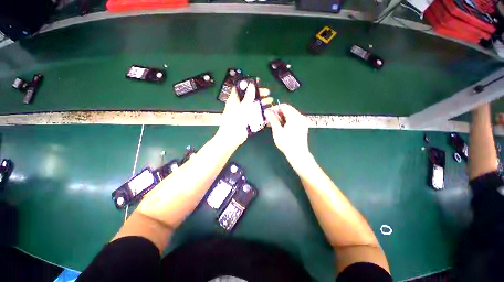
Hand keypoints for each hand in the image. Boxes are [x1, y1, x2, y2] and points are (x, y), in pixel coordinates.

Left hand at [216, 84, 269, 147]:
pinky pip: (255, 113)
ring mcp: (244, 113)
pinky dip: (261, 111)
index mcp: (234, 100)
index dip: (248, 85)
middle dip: (259, 94)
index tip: (258, 83)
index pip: (241, 89)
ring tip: (270, 101)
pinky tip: (268, 110)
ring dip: (262, 102)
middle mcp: (239, 105)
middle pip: (250, 97)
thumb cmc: (234, 121)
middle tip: (268, 93)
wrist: (232, 138)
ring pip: (254, 105)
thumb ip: (247, 97)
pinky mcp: (248, 119)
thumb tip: (251, 85)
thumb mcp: (242, 107)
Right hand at [264, 104, 309, 162]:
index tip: (267, 113)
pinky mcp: (302, 127)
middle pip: (288, 110)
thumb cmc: (286, 143)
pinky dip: (286, 120)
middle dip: (278, 113)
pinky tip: (280, 126)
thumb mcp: (277, 130)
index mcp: (294, 116)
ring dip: (281, 117)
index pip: (284, 106)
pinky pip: (293, 119)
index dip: (274, 108)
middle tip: (270, 118)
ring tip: (273, 123)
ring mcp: (302, 122)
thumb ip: (272, 119)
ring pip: (290, 114)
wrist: (298, 154)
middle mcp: (300, 117)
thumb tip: (267, 111)